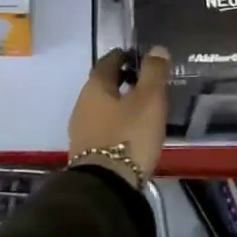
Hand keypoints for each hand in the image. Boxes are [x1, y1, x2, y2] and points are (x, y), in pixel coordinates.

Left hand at [68, 47, 170, 186]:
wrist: (106, 187)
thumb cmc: (129, 136)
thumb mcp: (149, 100)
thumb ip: (153, 72)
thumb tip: (156, 49)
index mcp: (95, 87)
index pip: (108, 61)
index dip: (124, 56)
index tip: (138, 57)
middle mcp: (82, 104)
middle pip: (103, 84)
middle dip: (122, 80)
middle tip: (144, 82)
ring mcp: (80, 129)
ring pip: (102, 107)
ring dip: (118, 103)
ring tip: (141, 108)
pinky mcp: (85, 152)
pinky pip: (102, 127)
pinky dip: (115, 123)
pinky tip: (130, 132)